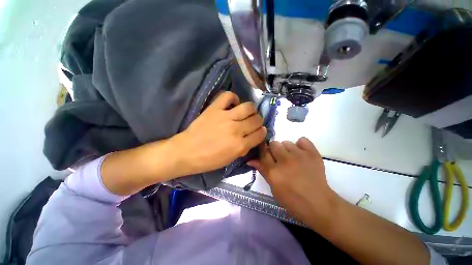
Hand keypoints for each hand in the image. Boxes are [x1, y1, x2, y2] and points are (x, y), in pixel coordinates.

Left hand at [174, 91, 265, 174]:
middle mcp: (236, 129)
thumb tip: (252, 138)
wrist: (187, 152)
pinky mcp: (214, 108)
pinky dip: (233, 98)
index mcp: (240, 145)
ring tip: (246, 113)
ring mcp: (225, 117)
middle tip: (252, 123)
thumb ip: (244, 148)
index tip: (259, 131)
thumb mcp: (231, 159)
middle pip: (257, 120)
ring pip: (248, 107)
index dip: (262, 132)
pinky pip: (228, 96)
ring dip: (251, 110)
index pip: (260, 134)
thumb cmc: (209, 160)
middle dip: (258, 121)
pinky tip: (233, 104)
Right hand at [248, 138, 338, 225]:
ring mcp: (299, 156)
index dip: (263, 149)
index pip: (263, 152)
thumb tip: (250, 160)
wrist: (318, 203)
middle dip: (274, 150)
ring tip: (292, 158)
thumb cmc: (292, 199)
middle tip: (279, 158)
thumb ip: (262, 171)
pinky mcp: (312, 154)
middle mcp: (285, 161)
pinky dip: (300, 145)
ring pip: (286, 142)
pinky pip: (302, 140)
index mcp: (273, 171)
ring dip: (286, 149)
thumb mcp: (273, 187)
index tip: (265, 150)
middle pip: (274, 144)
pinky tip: (301, 154)